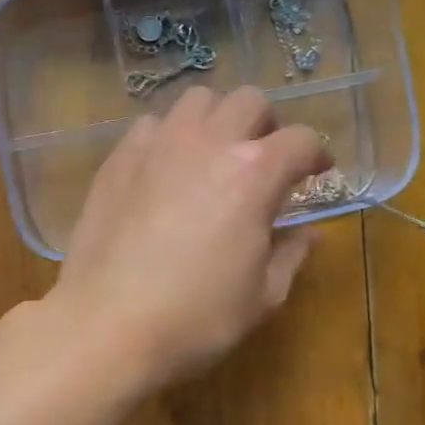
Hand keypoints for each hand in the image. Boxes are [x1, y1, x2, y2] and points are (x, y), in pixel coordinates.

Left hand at [44, 86, 331, 389]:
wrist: (107, 324)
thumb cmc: (196, 318)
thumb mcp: (262, 296)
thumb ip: (291, 254)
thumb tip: (308, 232)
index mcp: (254, 173)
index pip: (301, 140)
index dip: (316, 155)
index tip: (316, 173)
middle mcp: (208, 143)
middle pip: (249, 102)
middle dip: (266, 125)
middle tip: (263, 160)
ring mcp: (157, 145)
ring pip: (197, 100)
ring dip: (216, 120)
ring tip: (213, 155)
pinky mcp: (118, 159)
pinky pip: (152, 126)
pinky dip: (169, 136)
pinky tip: (166, 170)